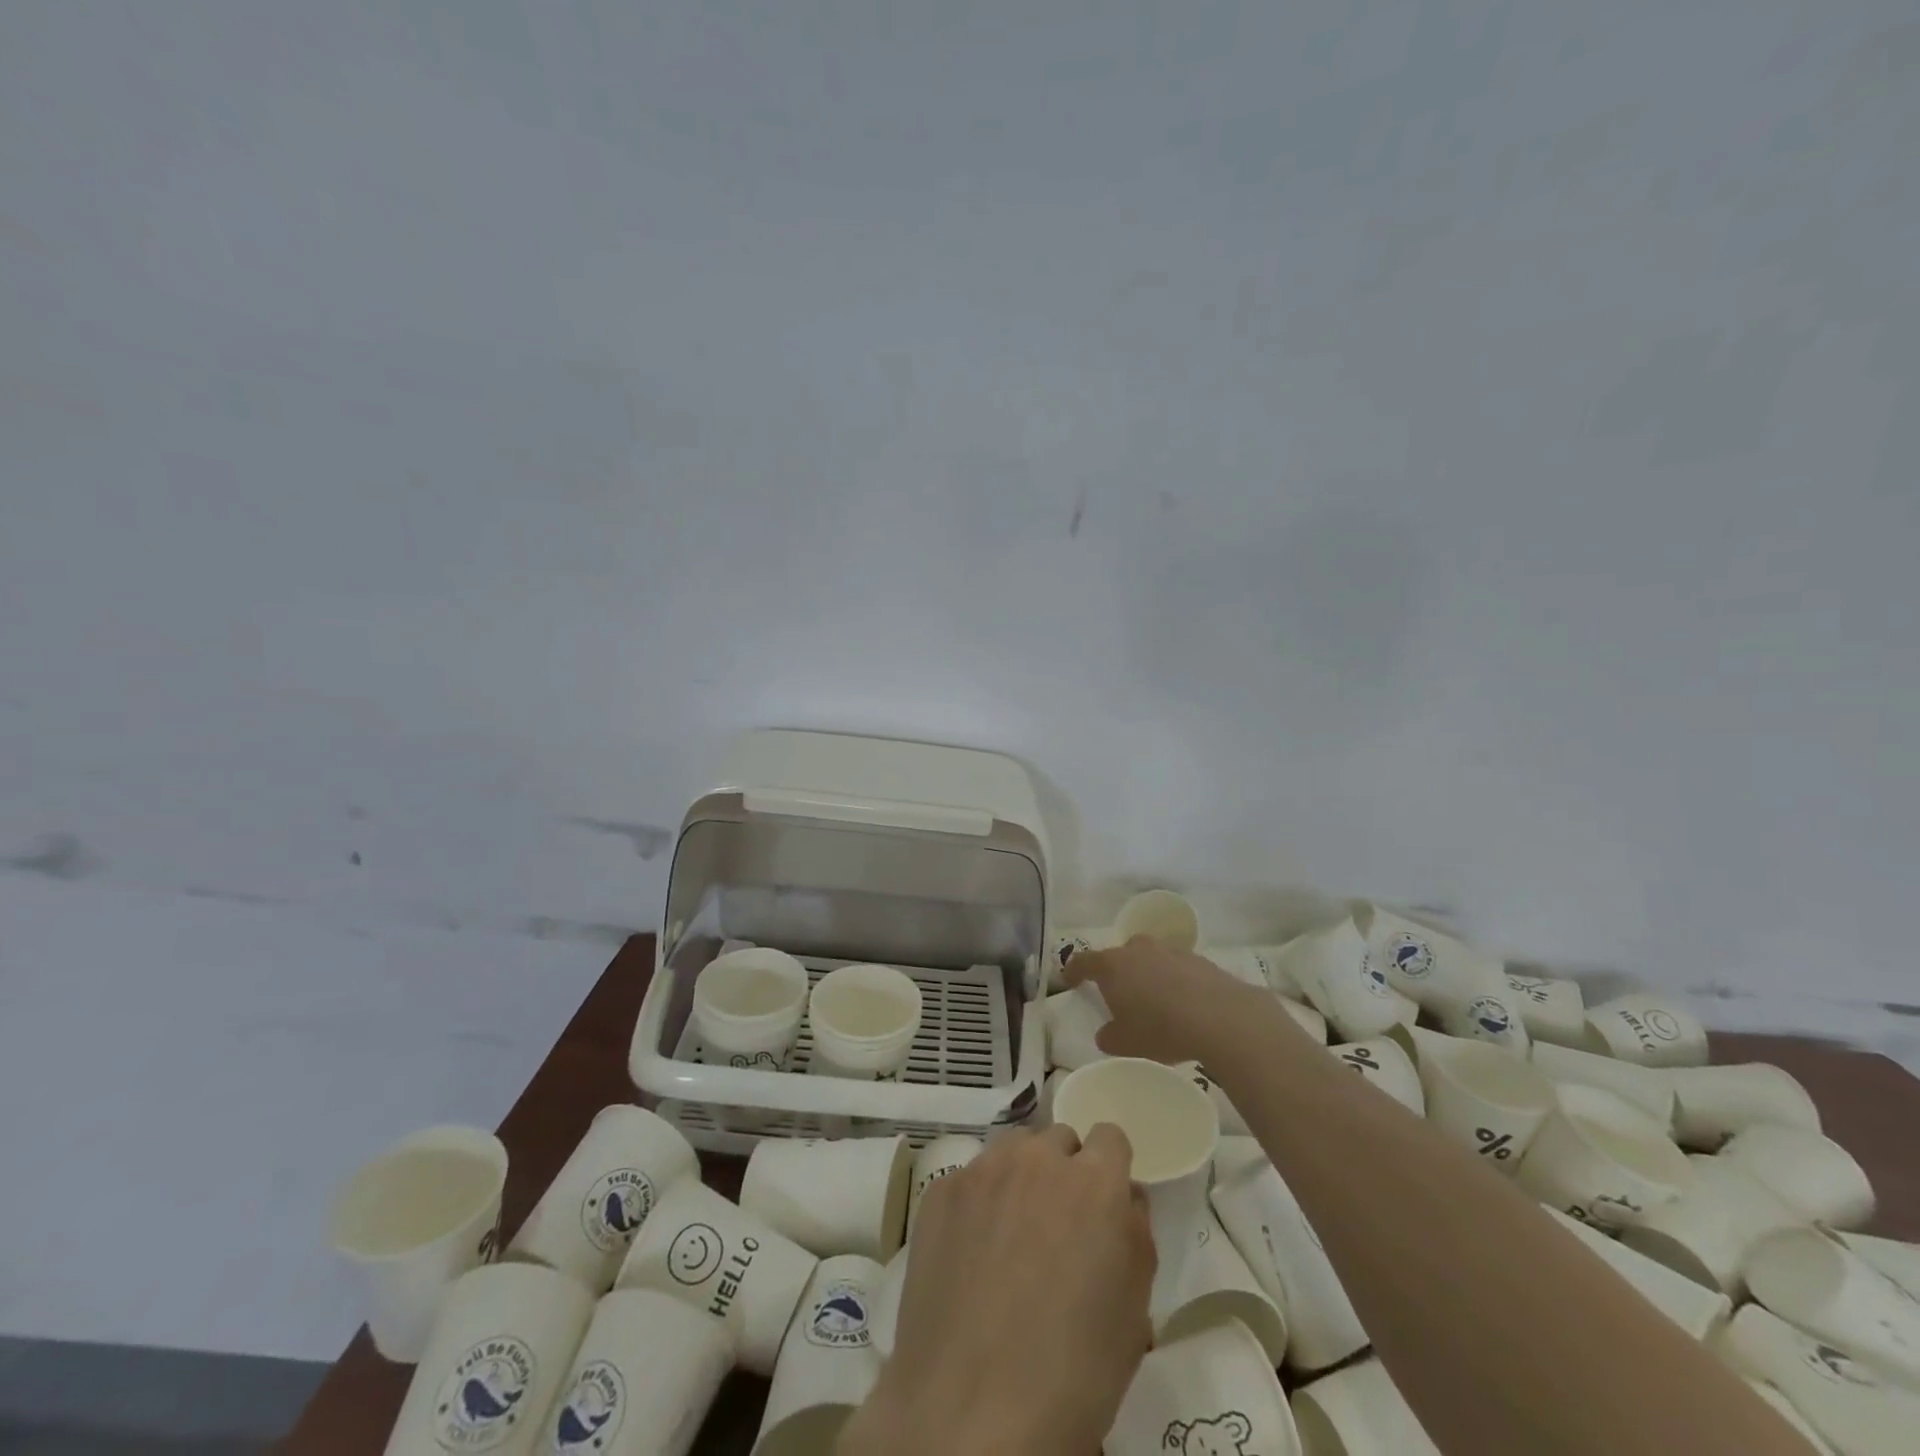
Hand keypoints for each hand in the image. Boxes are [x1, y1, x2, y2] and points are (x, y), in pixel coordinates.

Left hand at [838, 1124, 1153, 1455]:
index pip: (1110, 1137)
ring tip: (1012, 1238)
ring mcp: (983, 1170)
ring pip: (1012, 1151)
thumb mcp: (1133, 1310)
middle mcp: (1038, 1159)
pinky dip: (978, 1204)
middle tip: (1056, 1230)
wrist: (970, 1412)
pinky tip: (972, 1256)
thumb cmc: (1073, 1373)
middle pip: (1058, 1141)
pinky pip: (971, 1179)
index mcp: (1094, 1183)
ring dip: (1020, 1178)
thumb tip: (1122, 1198)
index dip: (1109, 1169)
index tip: (1102, 1205)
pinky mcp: (940, 1190)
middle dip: (1063, 1173)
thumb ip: (1134, 1233)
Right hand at [1065, 937, 1264, 1064]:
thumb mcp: (1124, 1043)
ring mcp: (1170, 951)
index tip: (1069, 980)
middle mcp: (1138, 949)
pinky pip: (1176, 968)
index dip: (1074, 971)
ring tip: (1155, 1004)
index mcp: (1112, 965)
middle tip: (1119, 996)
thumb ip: (1109, 1036)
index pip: (1083, 961)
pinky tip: (1183, 1006)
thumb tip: (1107, 1032)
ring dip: (1148, 976)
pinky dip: (1174, 982)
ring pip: (1150, 960)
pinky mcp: (1198, 959)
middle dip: (1117, 973)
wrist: (1220, 1017)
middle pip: (1120, 956)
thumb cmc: (1160, 1028)